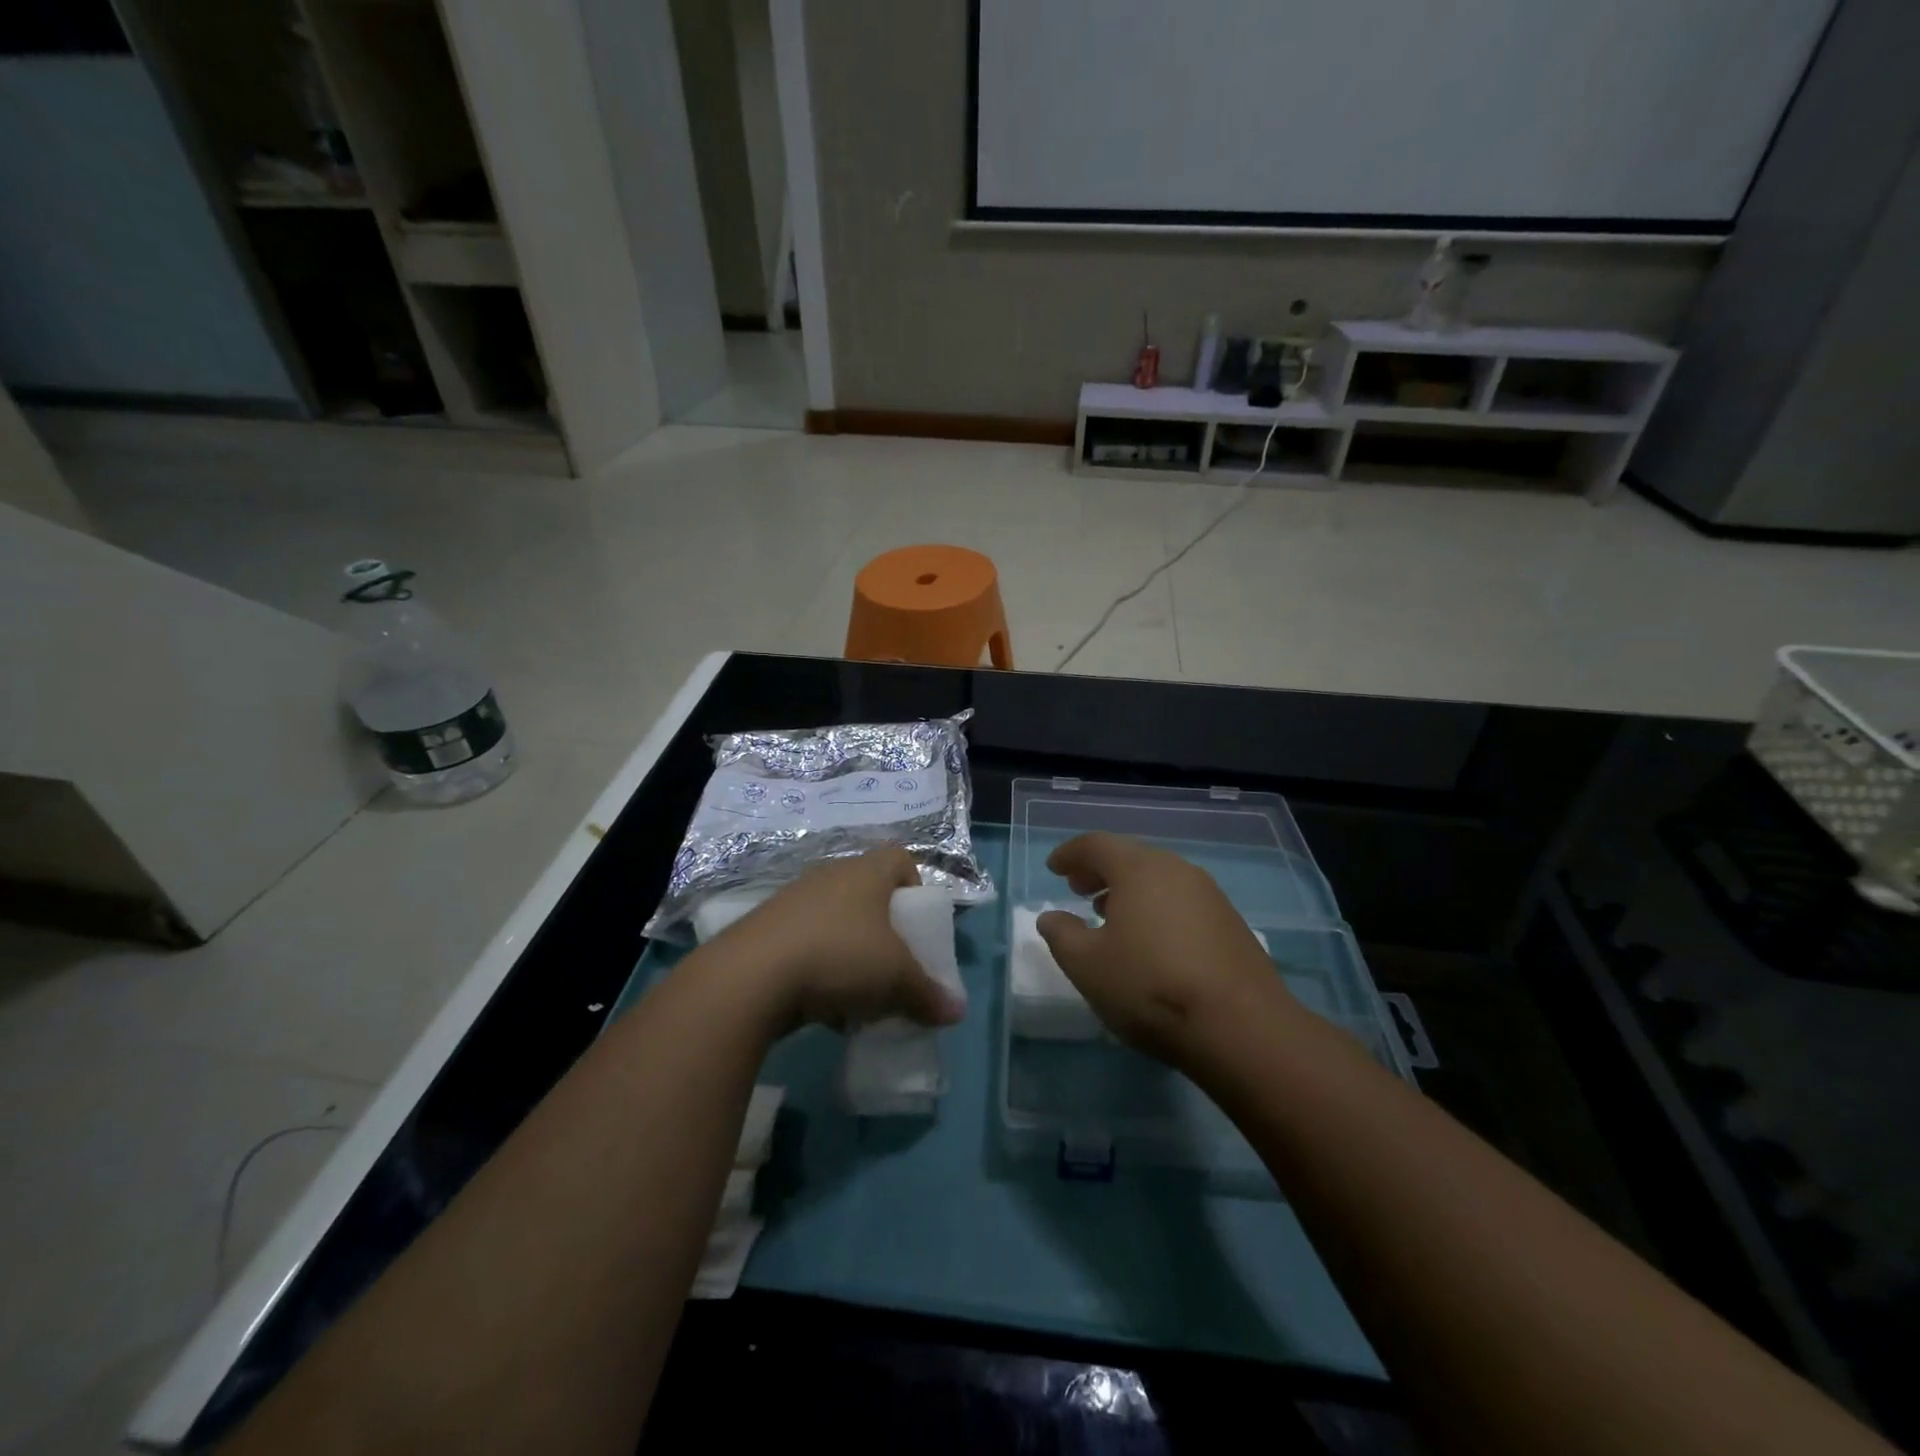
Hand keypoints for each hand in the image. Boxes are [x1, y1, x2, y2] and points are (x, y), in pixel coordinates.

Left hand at [720, 849, 964, 1036]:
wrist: (751, 976)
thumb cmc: (841, 956)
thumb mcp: (896, 979)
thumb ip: (929, 994)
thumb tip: (957, 1012)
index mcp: (867, 872)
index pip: (900, 859)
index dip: (915, 887)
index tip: (917, 925)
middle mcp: (830, 875)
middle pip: (868, 894)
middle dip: (884, 930)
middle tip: (892, 964)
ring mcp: (794, 900)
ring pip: (836, 922)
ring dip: (850, 952)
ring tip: (857, 992)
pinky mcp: (767, 929)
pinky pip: (807, 943)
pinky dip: (819, 968)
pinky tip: (822, 1004)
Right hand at [1036, 833, 1296, 1069]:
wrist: (1242, 1027)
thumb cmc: (1150, 986)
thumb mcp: (1087, 965)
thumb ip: (1062, 934)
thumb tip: (1051, 917)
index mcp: (1138, 869)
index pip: (1096, 844)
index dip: (1070, 853)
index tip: (1053, 868)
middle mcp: (1176, 870)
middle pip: (1130, 857)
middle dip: (1099, 870)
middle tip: (1077, 889)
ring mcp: (1210, 895)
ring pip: (1158, 879)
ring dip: (1128, 890)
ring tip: (1109, 914)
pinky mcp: (1231, 923)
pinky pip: (1181, 900)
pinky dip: (1156, 907)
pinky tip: (1150, 940)